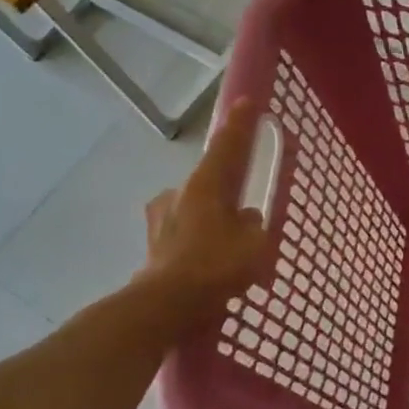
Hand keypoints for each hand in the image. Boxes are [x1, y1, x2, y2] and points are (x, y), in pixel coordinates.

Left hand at [139, 98, 270, 306]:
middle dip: (227, 191)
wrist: (165, 307)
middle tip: (246, 210)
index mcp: (205, 185)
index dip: (240, 124)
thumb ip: (254, 224)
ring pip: (195, 210)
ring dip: (212, 219)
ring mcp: (161, 220)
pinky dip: (199, 242)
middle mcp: (179, 194)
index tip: (246, 101)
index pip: (227, 146)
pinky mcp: (153, 246)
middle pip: (209, 181)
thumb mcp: (254, 243)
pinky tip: (211, 265)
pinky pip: (185, 235)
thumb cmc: (215, 267)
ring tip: (229, 246)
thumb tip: (246, 219)